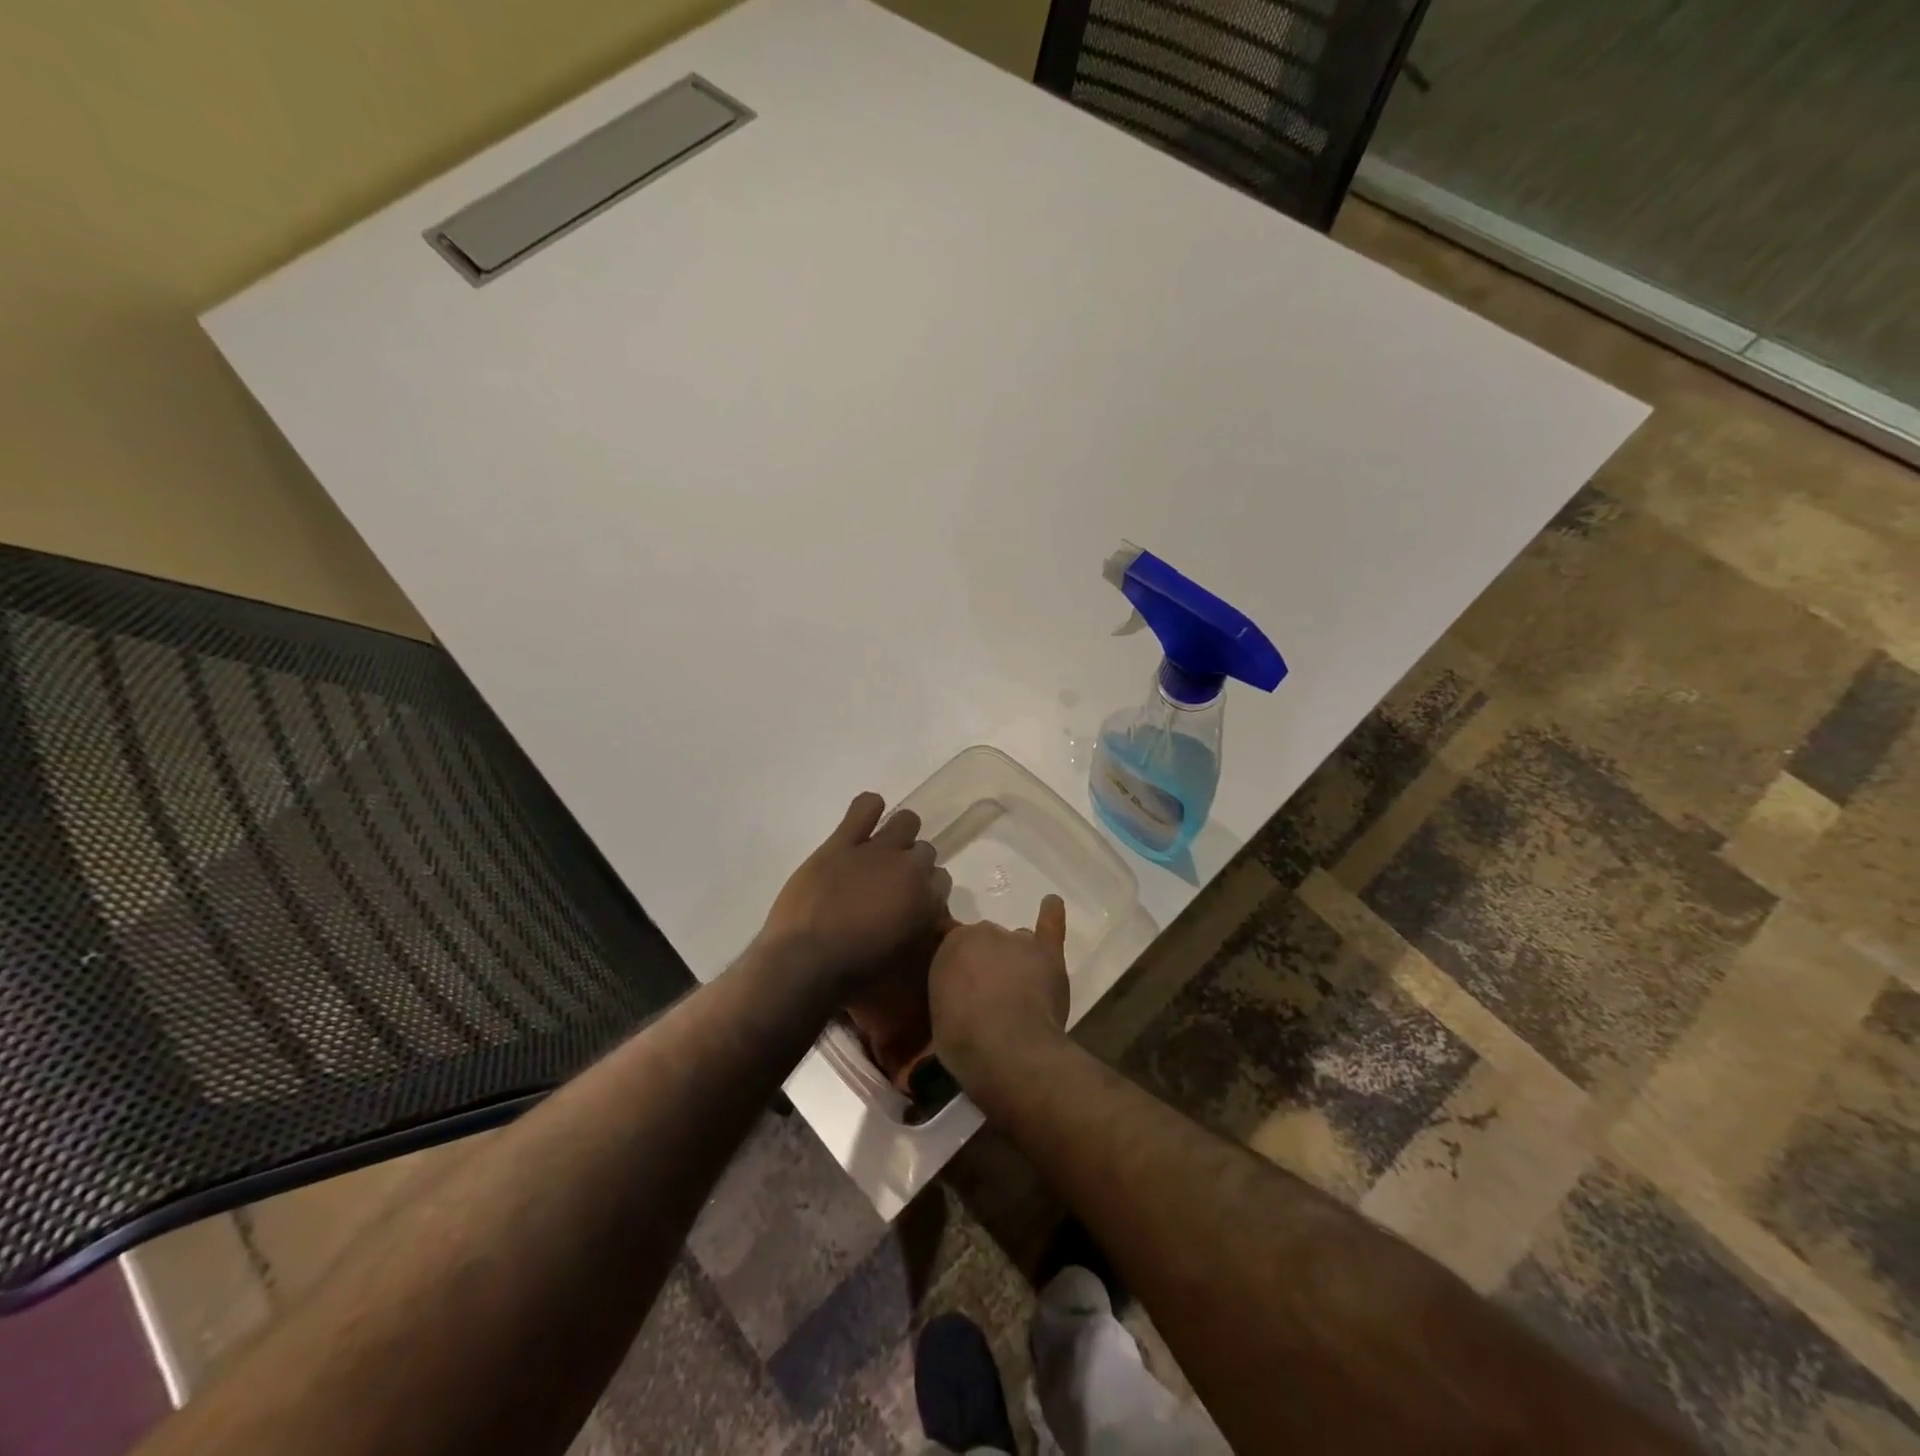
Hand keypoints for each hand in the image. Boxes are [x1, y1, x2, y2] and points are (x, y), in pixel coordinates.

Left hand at [759, 793, 951, 991]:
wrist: (806, 963)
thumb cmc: (854, 974)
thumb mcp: (901, 959)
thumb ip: (917, 932)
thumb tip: (917, 919)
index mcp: (927, 901)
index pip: (941, 880)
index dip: (926, 888)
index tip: (912, 899)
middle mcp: (910, 869)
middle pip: (926, 851)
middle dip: (913, 863)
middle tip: (892, 880)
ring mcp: (876, 851)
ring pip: (906, 822)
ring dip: (899, 833)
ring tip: (882, 847)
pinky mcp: (842, 843)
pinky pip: (865, 807)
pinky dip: (869, 808)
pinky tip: (865, 817)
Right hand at [928, 894, 1068, 1088]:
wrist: (1006, 1048)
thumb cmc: (963, 1039)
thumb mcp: (938, 1013)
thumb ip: (949, 991)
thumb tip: (960, 994)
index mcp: (950, 945)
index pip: (953, 942)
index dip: (960, 965)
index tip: (961, 983)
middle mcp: (983, 933)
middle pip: (986, 940)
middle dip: (987, 961)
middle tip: (989, 992)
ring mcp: (1018, 941)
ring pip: (1016, 941)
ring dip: (1015, 957)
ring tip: (1018, 984)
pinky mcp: (1047, 953)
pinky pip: (1050, 926)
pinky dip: (1052, 914)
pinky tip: (1052, 903)